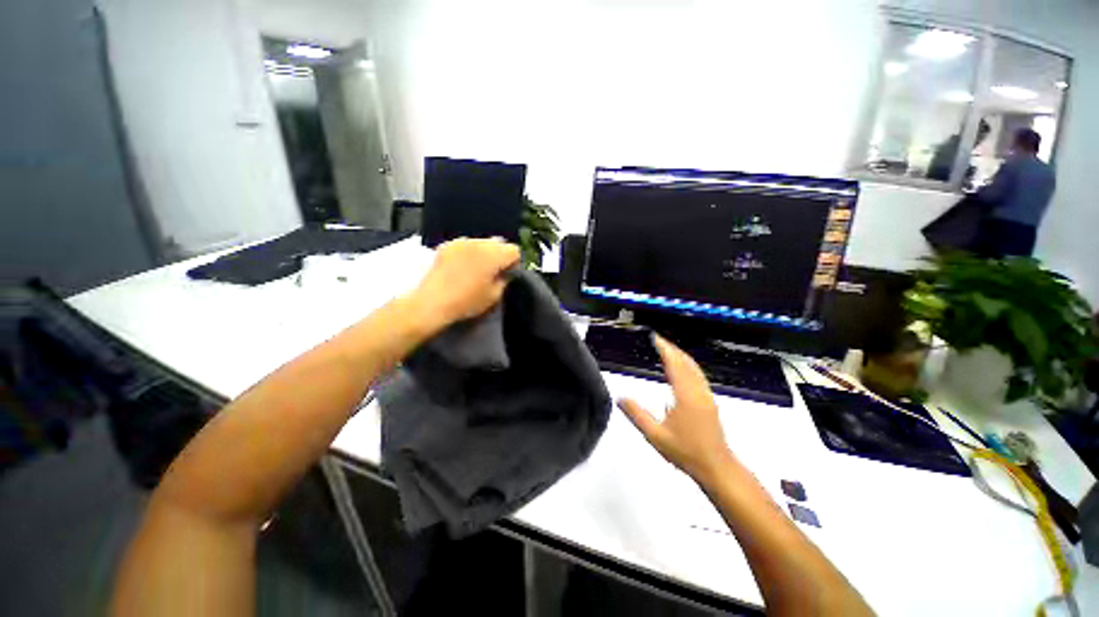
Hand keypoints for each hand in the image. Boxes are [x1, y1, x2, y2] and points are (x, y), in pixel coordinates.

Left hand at [409, 238, 519, 328]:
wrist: (433, 302)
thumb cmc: (467, 301)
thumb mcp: (494, 296)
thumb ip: (504, 280)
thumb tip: (505, 272)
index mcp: (494, 254)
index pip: (514, 250)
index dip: (514, 263)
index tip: (507, 275)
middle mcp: (479, 242)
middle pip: (498, 243)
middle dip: (499, 255)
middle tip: (493, 273)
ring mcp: (462, 241)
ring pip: (481, 242)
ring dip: (483, 253)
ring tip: (476, 270)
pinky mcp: (447, 245)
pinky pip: (466, 245)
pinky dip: (468, 253)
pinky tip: (461, 267)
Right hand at [618, 335, 733, 484]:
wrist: (716, 467)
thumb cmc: (685, 451)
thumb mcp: (655, 435)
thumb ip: (637, 415)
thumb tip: (620, 398)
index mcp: (685, 396)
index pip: (674, 365)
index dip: (665, 349)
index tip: (655, 338)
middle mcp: (698, 391)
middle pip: (686, 363)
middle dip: (672, 349)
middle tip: (658, 340)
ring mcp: (706, 396)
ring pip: (694, 368)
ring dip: (681, 356)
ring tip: (668, 350)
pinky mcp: (710, 402)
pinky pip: (698, 375)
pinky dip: (688, 365)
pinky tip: (682, 369)